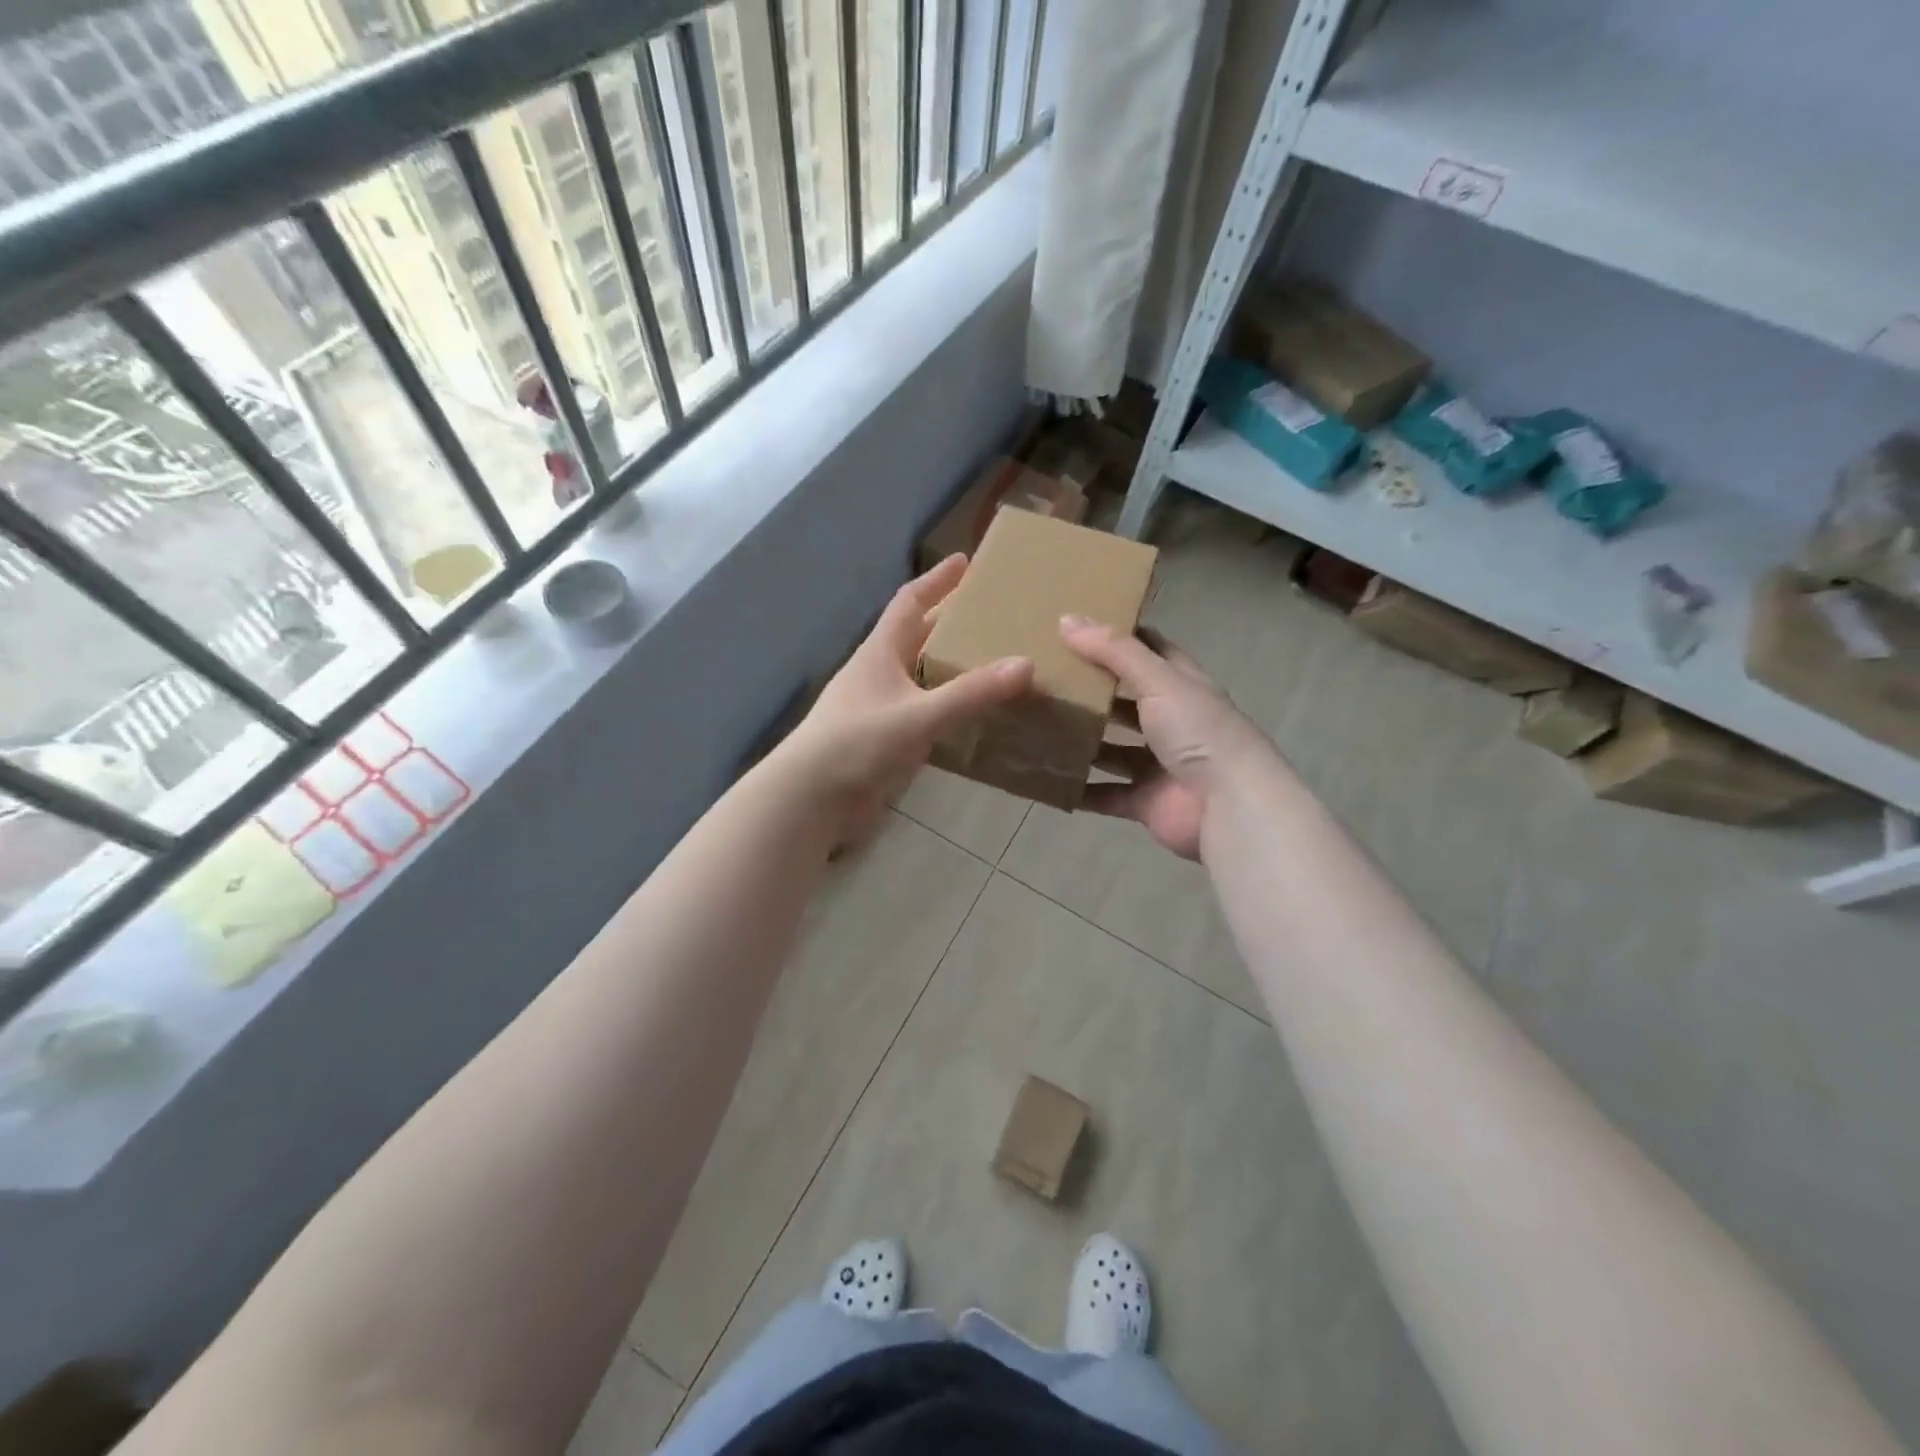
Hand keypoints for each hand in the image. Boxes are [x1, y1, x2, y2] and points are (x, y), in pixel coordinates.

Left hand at [786, 554, 1033, 845]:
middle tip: (991, 613)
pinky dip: (946, 707)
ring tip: (991, 662)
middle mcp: (878, 674)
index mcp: (880, 653)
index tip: (965, 561)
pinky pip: (922, 713)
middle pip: (916, 637)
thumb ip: (971, 693)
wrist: (810, 799)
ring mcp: (878, 709)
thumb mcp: (918, 715)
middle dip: (949, 622)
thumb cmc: (857, 743)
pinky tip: (971, 715)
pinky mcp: (882, 741)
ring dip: (949, 667)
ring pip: (920, 677)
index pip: (909, 603)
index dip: (936, 581)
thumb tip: (1026, 664)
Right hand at [1060, 616, 1276, 861]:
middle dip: (1092, 691)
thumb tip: (1067, 619)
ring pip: (1111, 749)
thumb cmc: (1199, 732)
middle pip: (1126, 701)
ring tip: (1037, 726)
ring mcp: (1157, 764)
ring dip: (1082, 741)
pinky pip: (1104, 793)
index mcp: (1182, 686)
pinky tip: (1046, 778)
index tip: (1077, 628)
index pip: (1151, 651)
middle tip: (1045, 677)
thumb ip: (1114, 651)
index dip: (1119, 638)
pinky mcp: (1145, 800)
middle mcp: (1172, 722)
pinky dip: (1079, 789)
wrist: (1228, 806)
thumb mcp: (1159, 680)